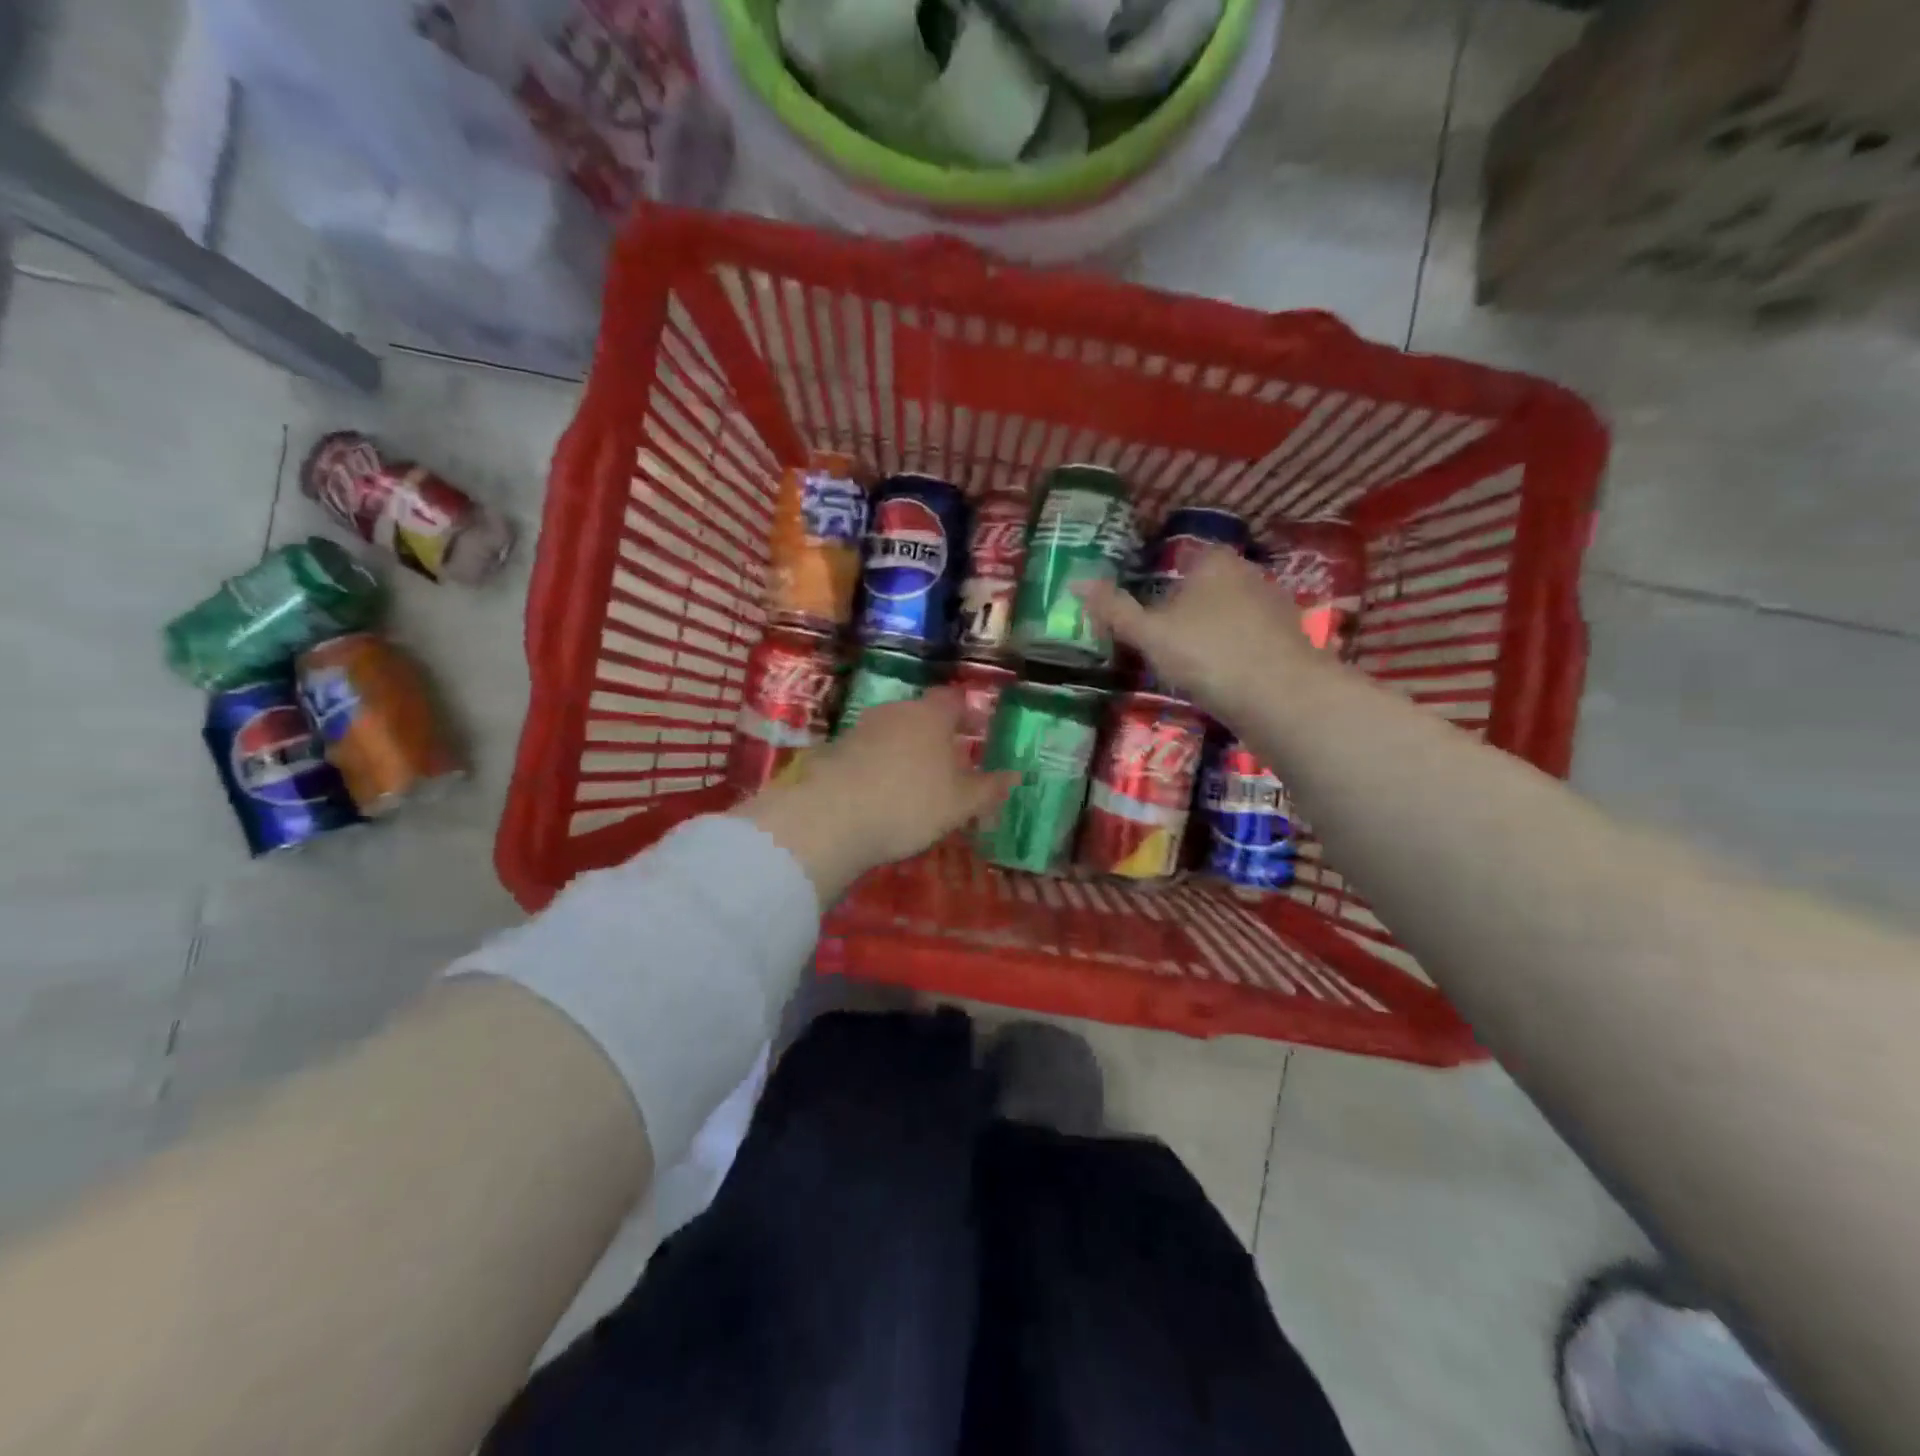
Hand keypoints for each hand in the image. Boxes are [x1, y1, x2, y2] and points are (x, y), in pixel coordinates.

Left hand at [738, 690, 1014, 903]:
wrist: (832, 818)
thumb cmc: (911, 803)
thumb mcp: (961, 803)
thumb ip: (989, 788)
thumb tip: (1015, 776)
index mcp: (931, 715)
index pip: (953, 700)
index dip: (966, 714)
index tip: (975, 733)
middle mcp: (895, 712)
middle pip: (921, 716)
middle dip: (935, 737)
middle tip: (948, 765)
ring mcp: (860, 729)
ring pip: (892, 734)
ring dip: (904, 752)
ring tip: (914, 785)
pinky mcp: (834, 752)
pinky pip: (866, 754)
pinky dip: (877, 768)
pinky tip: (880, 795)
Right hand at [1079, 546, 1319, 722]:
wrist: (1280, 696)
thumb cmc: (1207, 653)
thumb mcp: (1150, 634)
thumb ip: (1115, 610)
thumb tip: (1076, 583)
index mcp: (1215, 561)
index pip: (1183, 557)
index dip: (1161, 578)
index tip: (1145, 607)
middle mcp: (1249, 574)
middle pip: (1209, 585)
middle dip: (1186, 607)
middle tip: (1159, 638)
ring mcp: (1275, 607)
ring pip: (1231, 613)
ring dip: (1212, 631)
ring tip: (1187, 662)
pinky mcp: (1290, 641)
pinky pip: (1250, 640)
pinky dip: (1234, 653)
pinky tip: (1220, 677)